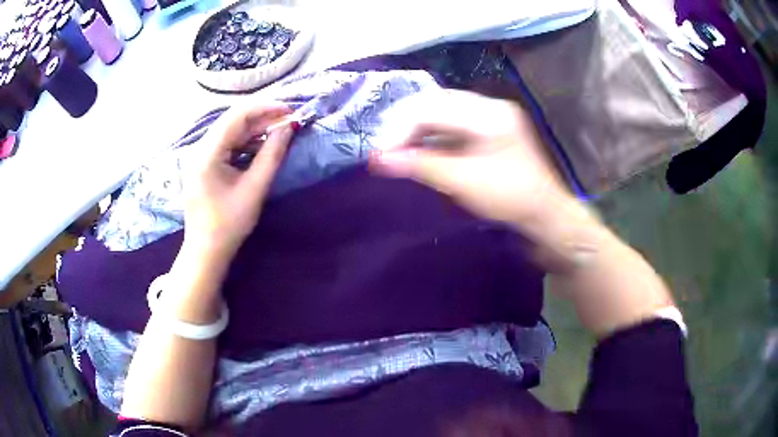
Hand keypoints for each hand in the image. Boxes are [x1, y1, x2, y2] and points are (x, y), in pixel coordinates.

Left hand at [183, 103, 293, 262]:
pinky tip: (262, 145)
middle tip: (289, 120)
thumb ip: (272, 155)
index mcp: (207, 153)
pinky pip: (227, 144)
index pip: (237, 116)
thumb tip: (288, 128)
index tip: (290, 110)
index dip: (265, 108)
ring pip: (231, 131)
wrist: (206, 251)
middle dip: (262, 117)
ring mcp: (200, 155)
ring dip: (255, 129)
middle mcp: (200, 148)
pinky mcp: (204, 164)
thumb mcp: (254, 189)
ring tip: (280, 131)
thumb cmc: (229, 225)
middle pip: (233, 120)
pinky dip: (246, 142)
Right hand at [370, 90, 571, 225]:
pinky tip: (418, 150)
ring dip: (416, 130)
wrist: (545, 213)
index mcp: (488, 114)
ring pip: (440, 112)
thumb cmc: (510, 198)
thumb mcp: (464, 182)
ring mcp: (489, 115)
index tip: (382, 155)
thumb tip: (378, 160)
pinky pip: (450, 123)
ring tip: (397, 151)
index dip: (401, 129)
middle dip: (405, 126)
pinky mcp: (487, 128)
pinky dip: (431, 136)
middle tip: (386, 151)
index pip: (432, 108)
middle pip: (434, 103)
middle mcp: (489, 106)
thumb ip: (421, 166)